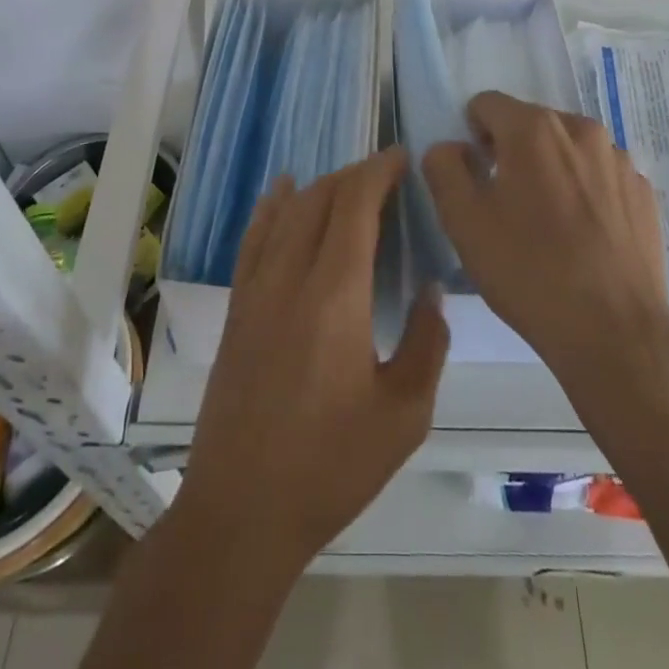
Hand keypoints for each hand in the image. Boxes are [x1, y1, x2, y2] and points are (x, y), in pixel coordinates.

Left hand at [176, 148, 448, 575]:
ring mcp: (256, 289)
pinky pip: (254, 237)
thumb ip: (426, 343)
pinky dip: (273, 206)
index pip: (355, 204)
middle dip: (356, 175)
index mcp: (335, 294)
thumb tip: (431, 291)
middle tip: (387, 176)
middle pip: (321, 198)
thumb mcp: (404, 414)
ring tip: (349, 184)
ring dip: (321, 187)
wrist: (241, 511)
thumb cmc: (331, 466)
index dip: (379, 171)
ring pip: (288, 211)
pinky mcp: (237, 308)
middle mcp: (290, 276)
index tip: (402, 157)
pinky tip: (282, 191)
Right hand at [423, 92, 668, 393]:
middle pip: (530, 124)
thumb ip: (444, 167)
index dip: (472, 136)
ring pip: (568, 149)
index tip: (475, 178)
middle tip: (507, 207)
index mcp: (533, 128)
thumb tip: (451, 147)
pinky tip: (584, 238)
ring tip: (549, 226)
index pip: (486, 104)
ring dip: (551, 170)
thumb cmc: (528, 271)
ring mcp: (620, 160)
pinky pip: (601, 176)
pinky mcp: (644, 192)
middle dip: (512, 153)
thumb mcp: (463, 221)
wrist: (615, 333)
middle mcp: (581, 129)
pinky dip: (585, 192)